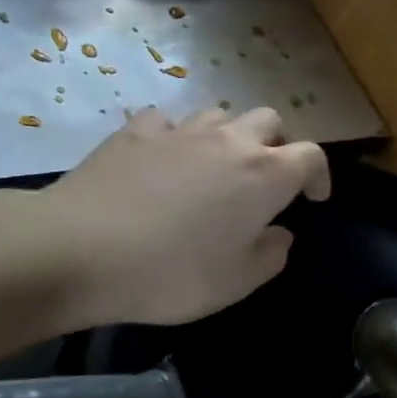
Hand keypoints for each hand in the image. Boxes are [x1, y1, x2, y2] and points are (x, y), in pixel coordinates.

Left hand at [33, 106, 329, 328]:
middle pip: (270, 121)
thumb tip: (278, 234)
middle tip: (266, 179)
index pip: (311, 155)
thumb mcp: (237, 282)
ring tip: (217, 166)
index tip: (313, 199)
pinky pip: (168, 122)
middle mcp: (230, 142)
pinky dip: (177, 136)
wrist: (76, 251)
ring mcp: (180, 131)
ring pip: (221, 114)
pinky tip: (165, 159)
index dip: (320, 175)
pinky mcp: (135, 132)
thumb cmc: (171, 272)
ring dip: (229, 136)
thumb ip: (271, 255)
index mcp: (265, 175)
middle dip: (278, 145)